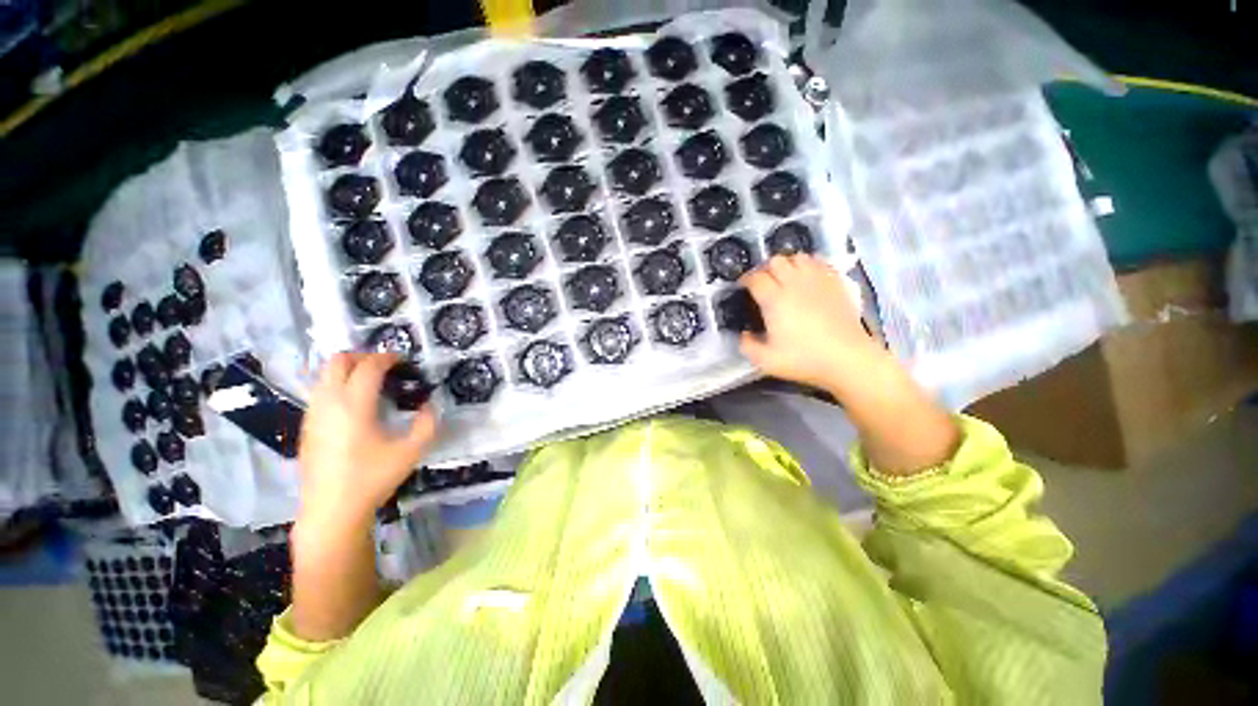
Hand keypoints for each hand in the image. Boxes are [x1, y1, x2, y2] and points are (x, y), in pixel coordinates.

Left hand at [297, 353, 436, 532]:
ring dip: (348, 370)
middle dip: (363, 356)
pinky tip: (355, 403)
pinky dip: (338, 384)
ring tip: (372, 382)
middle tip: (386, 367)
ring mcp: (313, 414)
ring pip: (324, 374)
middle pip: (338, 361)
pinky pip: (320, 391)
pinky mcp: (306, 426)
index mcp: (354, 406)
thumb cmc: (372, 479)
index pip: (368, 366)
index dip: (387, 357)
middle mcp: (329, 403)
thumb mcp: (411, 452)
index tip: (404, 361)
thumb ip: (427, 424)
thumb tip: (430, 405)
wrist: (331, 511)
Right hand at [739, 254, 885, 392]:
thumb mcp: (766, 360)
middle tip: (763, 284)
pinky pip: (819, 262)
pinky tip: (807, 279)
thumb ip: (747, 345)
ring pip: (797, 257)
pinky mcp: (836, 282)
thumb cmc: (804, 359)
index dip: (745, 280)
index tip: (742, 288)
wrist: (847, 359)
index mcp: (774, 299)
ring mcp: (817, 280)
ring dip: (787, 265)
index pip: (755, 278)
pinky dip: (809, 265)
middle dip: (765, 269)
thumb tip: (744, 334)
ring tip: (785, 278)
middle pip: (775, 261)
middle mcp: (794, 283)